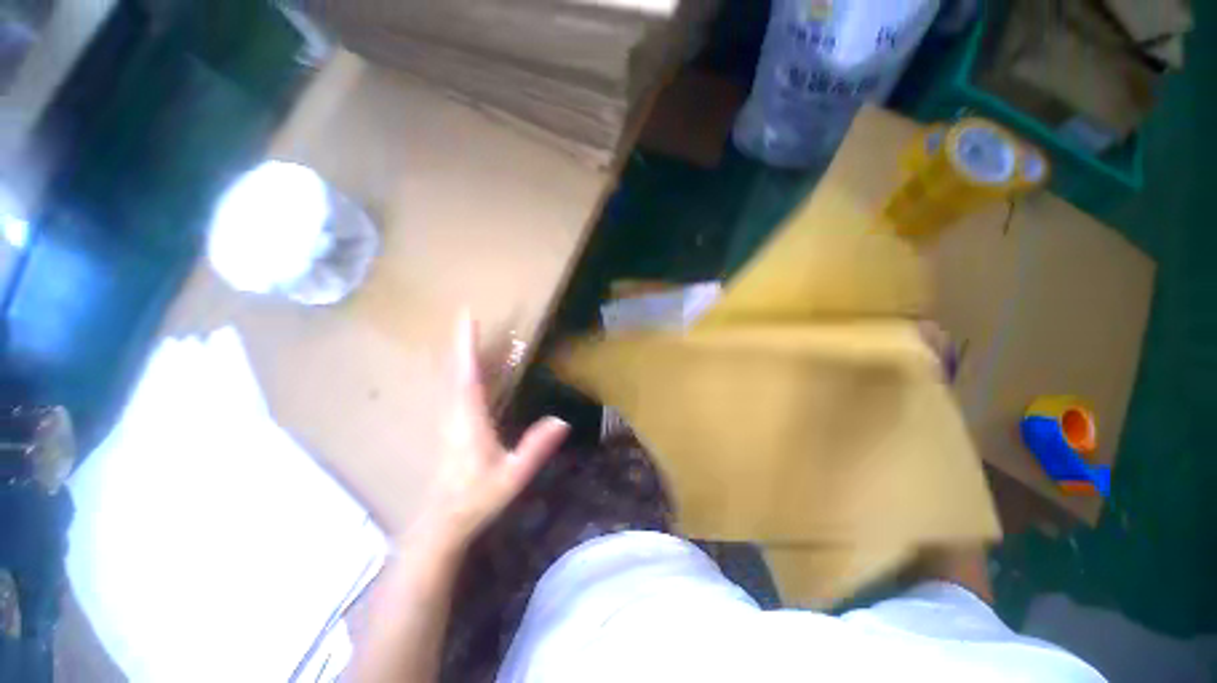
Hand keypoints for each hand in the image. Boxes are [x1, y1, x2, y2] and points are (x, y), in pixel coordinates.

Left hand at [411, 312, 569, 549]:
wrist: (441, 520)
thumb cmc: (477, 497)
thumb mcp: (513, 475)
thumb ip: (535, 447)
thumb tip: (562, 420)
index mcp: (468, 420)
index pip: (466, 374)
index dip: (466, 345)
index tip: (467, 318)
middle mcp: (452, 411)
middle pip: (453, 367)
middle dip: (459, 339)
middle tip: (465, 313)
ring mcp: (445, 416)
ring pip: (447, 375)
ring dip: (454, 350)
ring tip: (465, 330)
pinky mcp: (444, 421)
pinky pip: (448, 385)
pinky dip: (454, 366)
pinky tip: (460, 362)